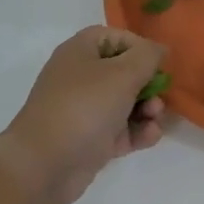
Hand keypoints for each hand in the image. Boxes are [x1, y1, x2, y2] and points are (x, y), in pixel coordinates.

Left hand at [0, 27, 167, 203]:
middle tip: (158, 96)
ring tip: (154, 119)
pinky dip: (137, 131)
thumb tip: (159, 49)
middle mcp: (81, 76)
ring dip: (147, 109)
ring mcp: (85, 110)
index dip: (140, 47)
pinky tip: (150, 136)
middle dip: (148, 84)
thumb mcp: (122, 74)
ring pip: (126, 102)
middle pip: (124, 71)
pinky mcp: (91, 139)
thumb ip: (147, 56)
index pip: (116, 38)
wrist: (44, 165)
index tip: (159, 64)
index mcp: (81, 51)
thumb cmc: (84, 107)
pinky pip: (121, 129)